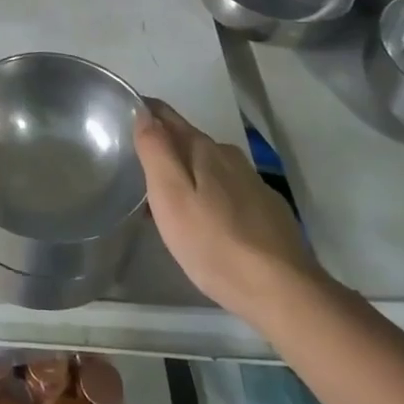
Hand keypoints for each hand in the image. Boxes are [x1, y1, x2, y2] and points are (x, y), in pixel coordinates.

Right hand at [136, 99, 325, 321]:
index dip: (143, 112)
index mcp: (203, 148)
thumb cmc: (214, 242)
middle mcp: (229, 156)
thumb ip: (155, 150)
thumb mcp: (171, 196)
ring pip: (209, 169)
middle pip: (188, 142)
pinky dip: (210, 198)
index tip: (120, 121)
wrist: (283, 292)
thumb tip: (143, 112)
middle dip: (164, 150)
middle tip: (137, 171)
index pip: (166, 114)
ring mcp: (253, 183)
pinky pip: (228, 192)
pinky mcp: (268, 210)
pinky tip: (207, 225)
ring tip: (167, 204)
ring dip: (187, 176)